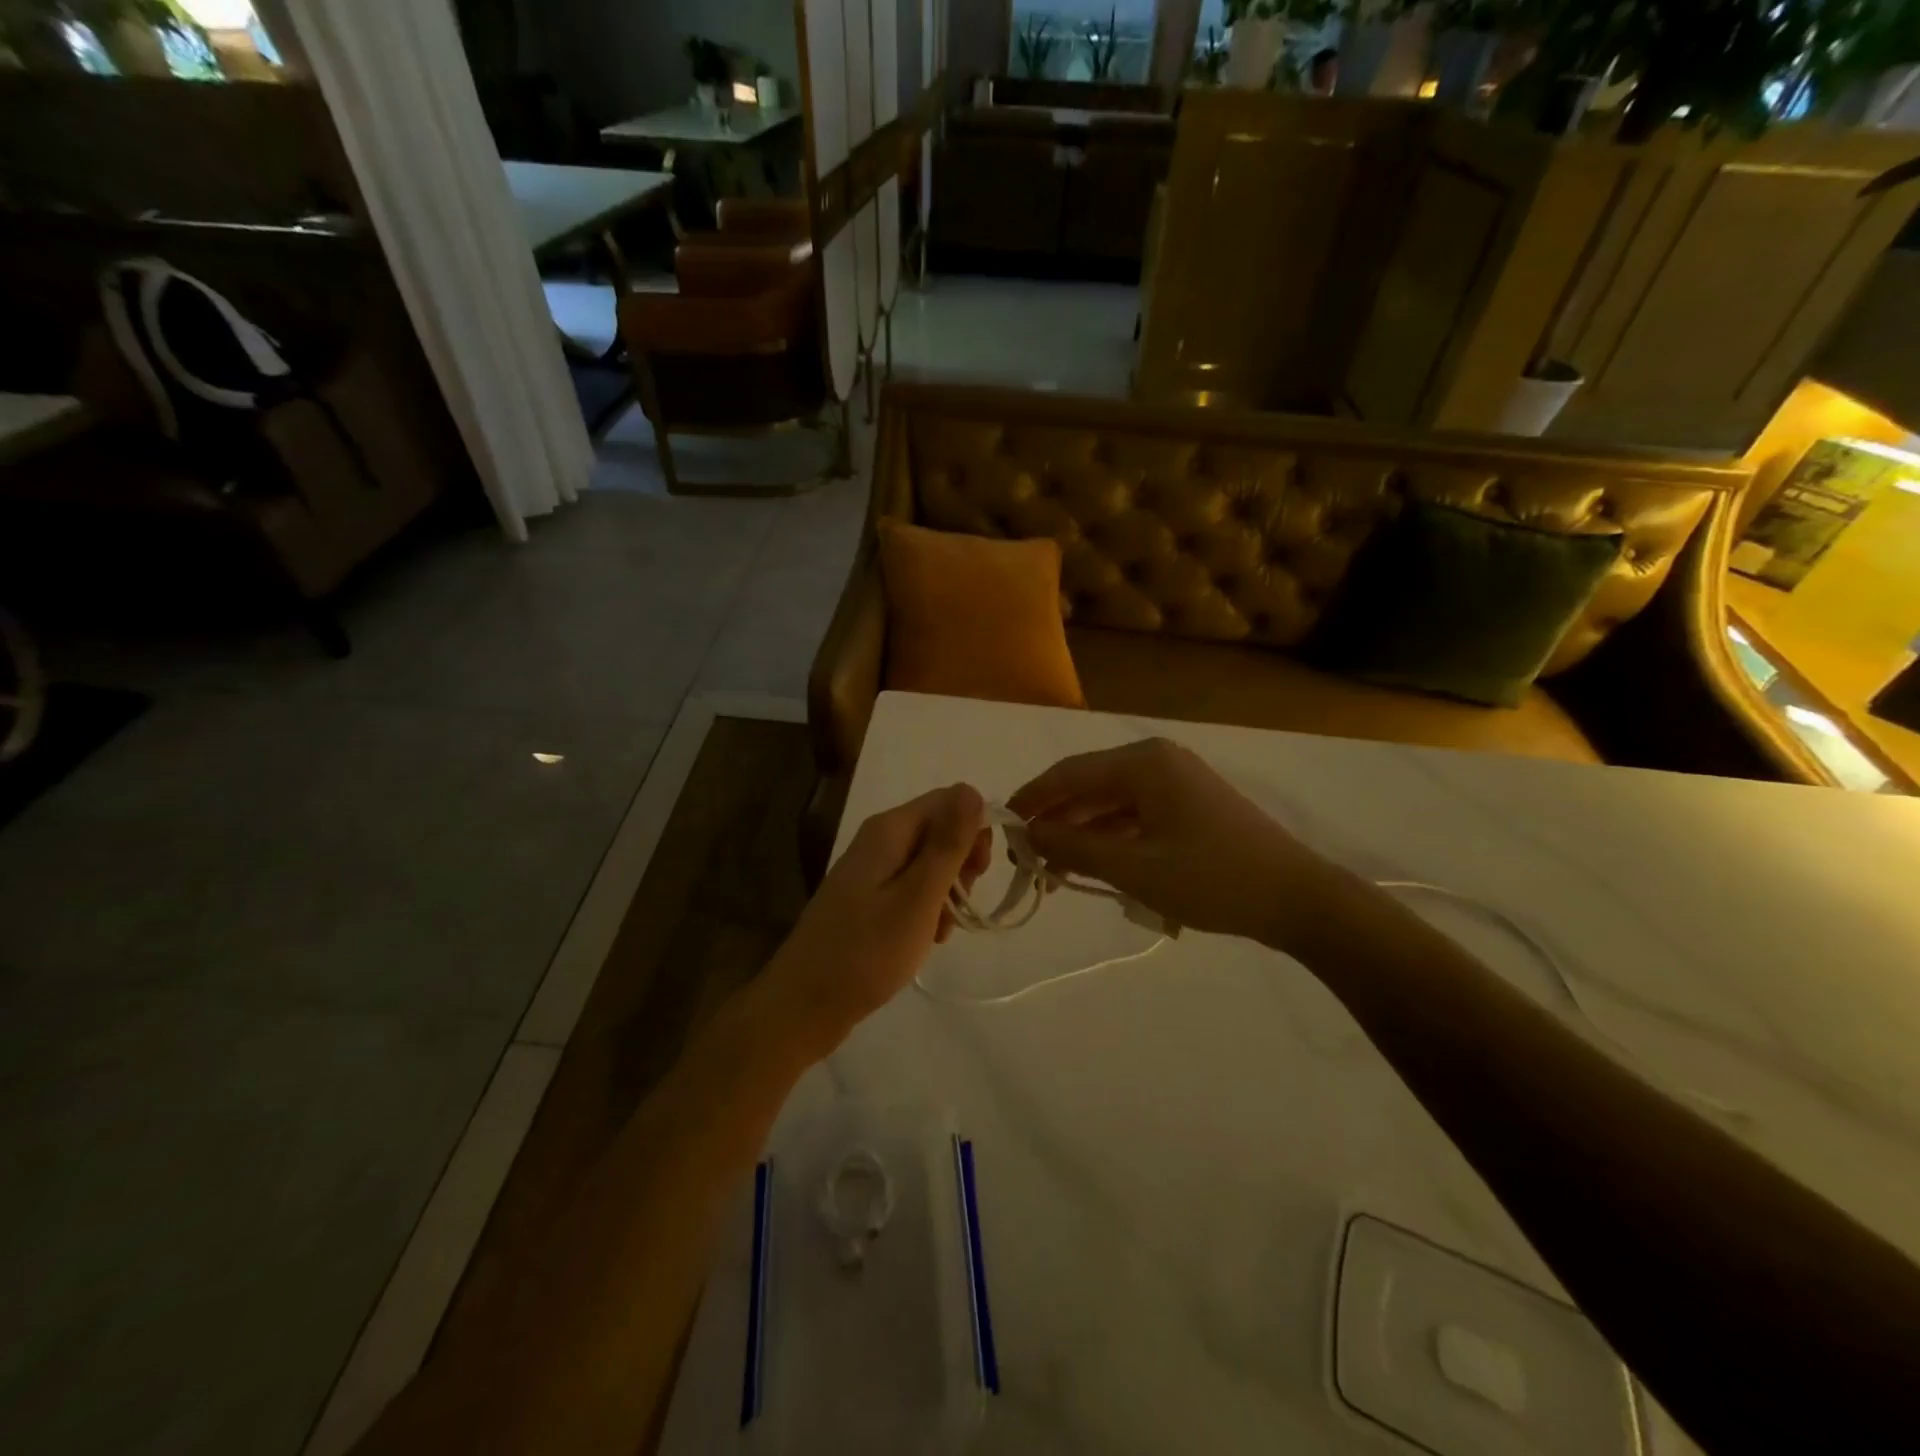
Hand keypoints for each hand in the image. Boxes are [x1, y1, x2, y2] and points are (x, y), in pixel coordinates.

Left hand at [761, 784, 989, 1058]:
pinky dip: (928, 907)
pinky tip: (927, 937)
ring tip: (941, 930)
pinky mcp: (868, 896)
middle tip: (962, 904)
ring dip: (948, 890)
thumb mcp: (918, 897)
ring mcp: (871, 868)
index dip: (974, 829)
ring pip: (929, 861)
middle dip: (962, 863)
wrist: (805, 1005)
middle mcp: (879, 839)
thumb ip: (948, 844)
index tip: (979, 873)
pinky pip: (912, 886)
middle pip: (940, 829)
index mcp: (889, 829)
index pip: (950, 800)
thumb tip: (972, 790)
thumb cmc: (866, 952)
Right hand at [1008, 738, 1353, 950]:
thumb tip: (1028, 834)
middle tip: (1027, 857)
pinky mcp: (1190, 806)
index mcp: (1143, 763)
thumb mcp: (1134, 868)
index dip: (1032, 799)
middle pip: (1089, 786)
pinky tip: (1093, 866)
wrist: (1297, 899)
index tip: (1002, 826)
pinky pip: (1136, 816)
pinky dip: (1111, 838)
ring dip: (1082, 833)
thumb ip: (1074, 847)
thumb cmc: (1212, 878)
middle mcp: (1157, 762)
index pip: (1069, 774)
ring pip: (1111, 803)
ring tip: (1053, 870)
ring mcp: (1177, 783)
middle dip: (1056, 820)